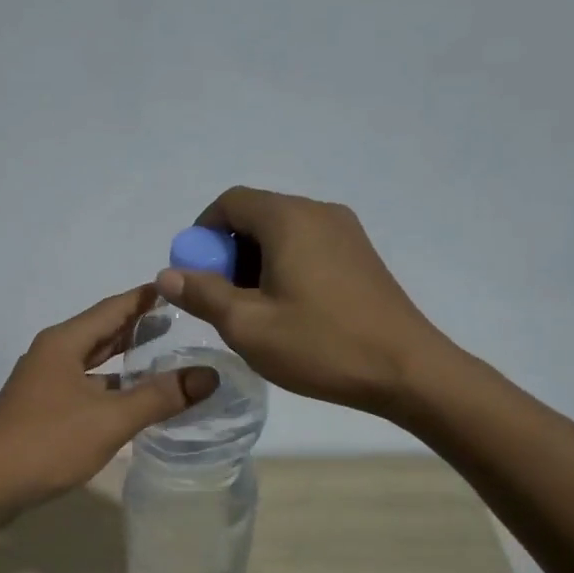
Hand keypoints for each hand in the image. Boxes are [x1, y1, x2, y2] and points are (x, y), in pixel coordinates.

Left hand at [0, 286, 219, 525]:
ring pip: (92, 362)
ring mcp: (43, 383)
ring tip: (162, 357)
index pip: (113, 308)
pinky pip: (84, 386)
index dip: (146, 298)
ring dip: (124, 360)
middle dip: (137, 327)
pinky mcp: (40, 410)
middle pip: (101, 332)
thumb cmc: (47, 444)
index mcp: (64, 343)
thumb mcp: (110, 419)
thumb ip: (160, 396)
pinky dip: (109, 386)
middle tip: (179, 322)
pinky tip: (131, 399)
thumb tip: (209, 375)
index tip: (179, 288)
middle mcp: (51, 355)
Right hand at [156, 187, 458, 415]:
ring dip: (255, 265)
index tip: (195, 275)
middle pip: (257, 216)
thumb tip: (167, 274)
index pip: (230, 202)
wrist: (406, 370)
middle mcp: (319, 213)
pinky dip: (284, 269)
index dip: (202, 234)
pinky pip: (308, 248)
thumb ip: (202, 294)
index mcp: (289, 218)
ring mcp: (346, 233)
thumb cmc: (320, 345)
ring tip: (253, 313)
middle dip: (227, 254)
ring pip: (282, 235)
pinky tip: (287, 312)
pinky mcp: (361, 257)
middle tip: (221, 302)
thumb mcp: (247, 325)